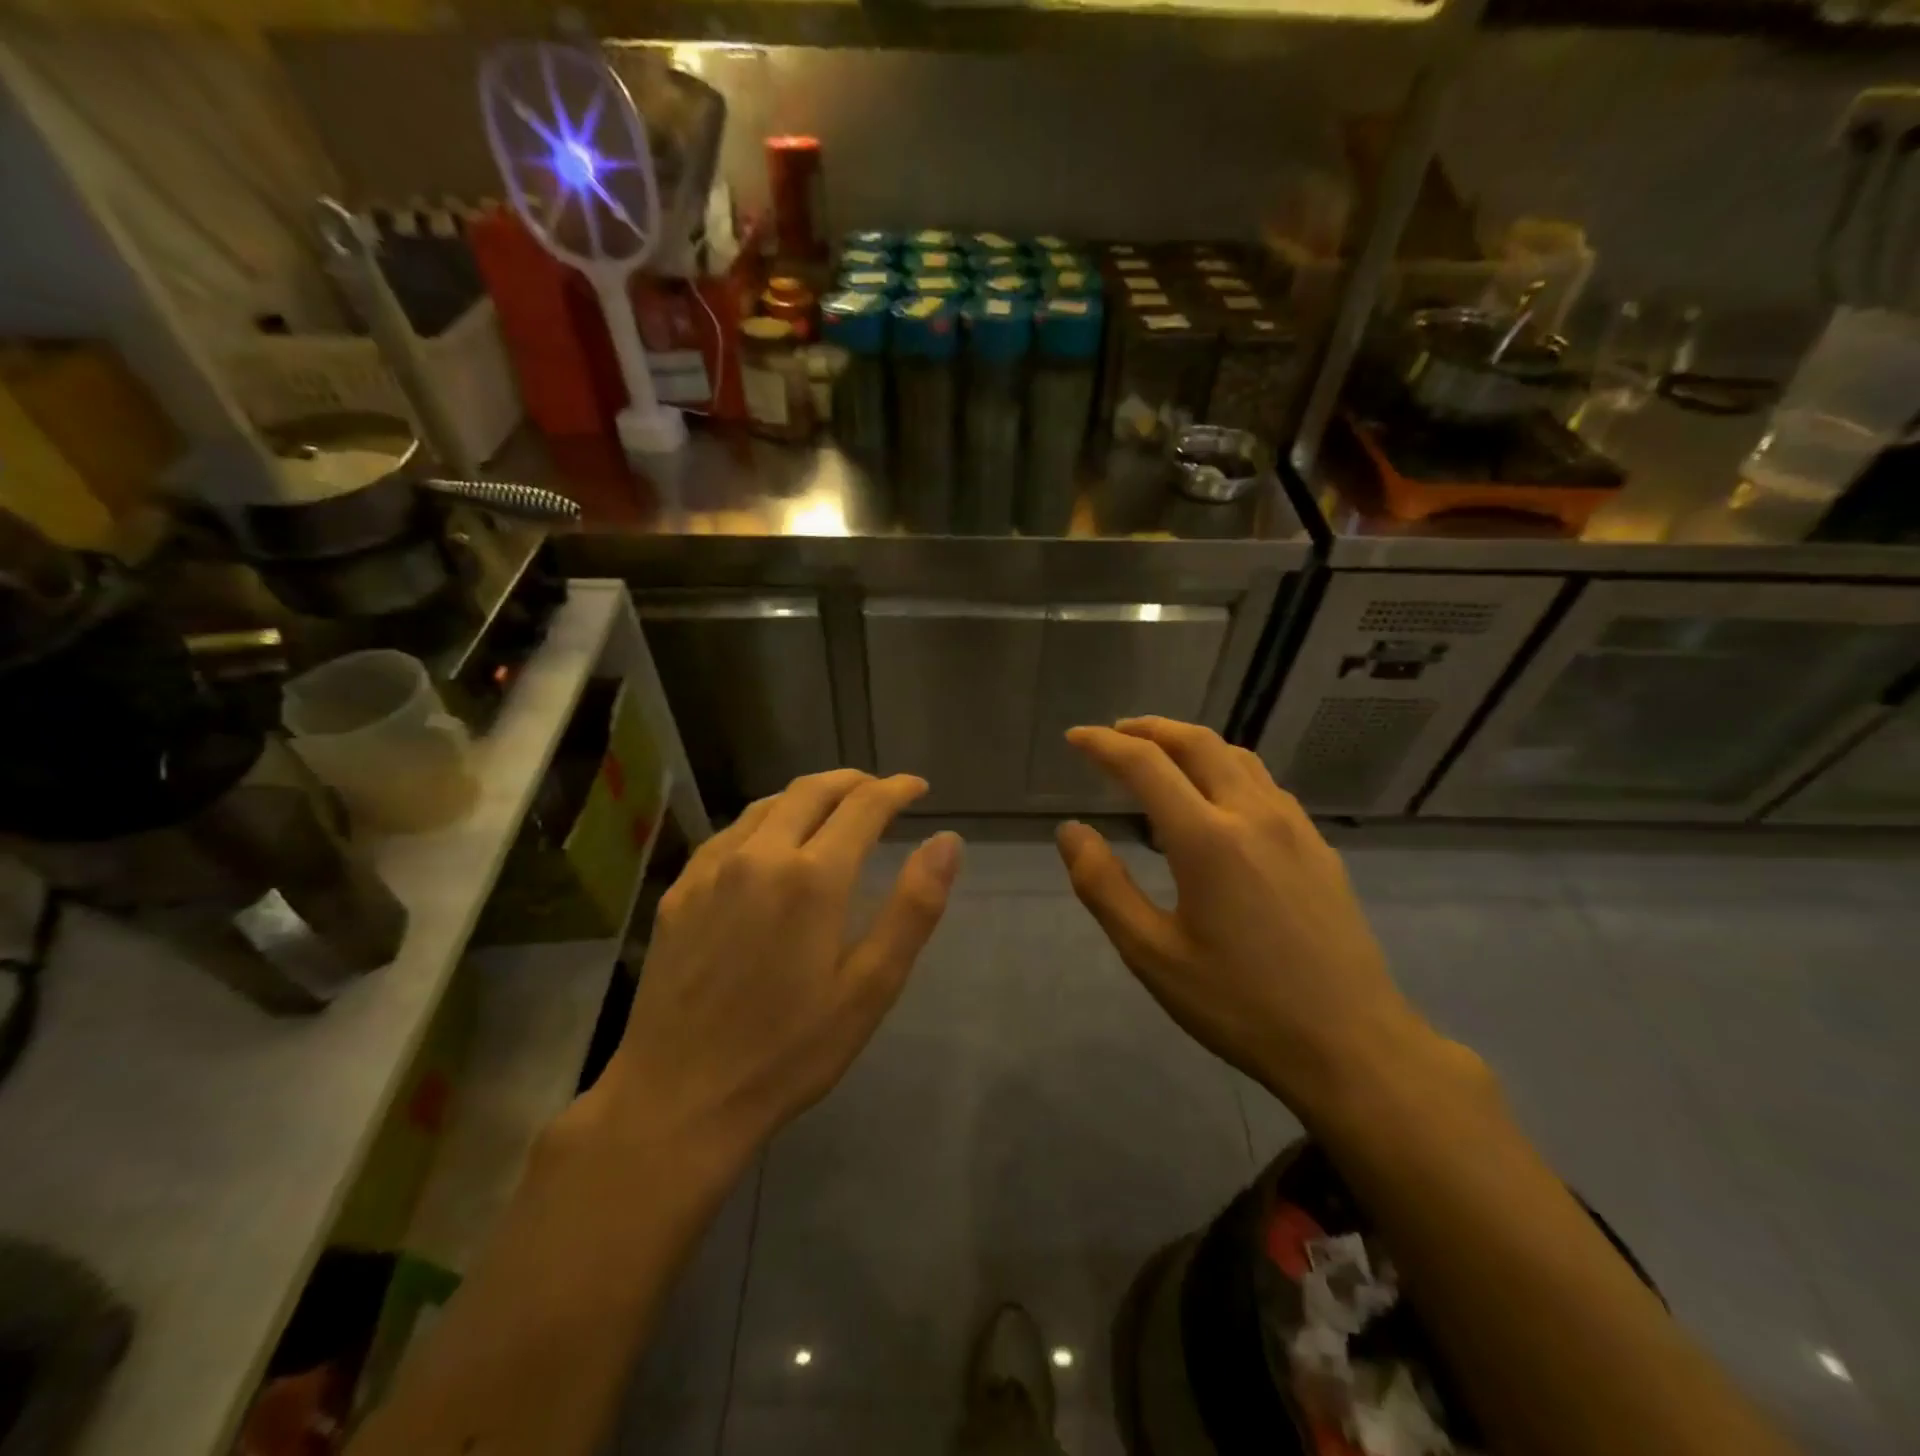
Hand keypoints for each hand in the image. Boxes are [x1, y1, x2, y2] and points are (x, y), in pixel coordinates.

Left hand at [593, 770, 961, 1167]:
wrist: (678, 1098)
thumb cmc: (789, 1051)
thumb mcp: (870, 988)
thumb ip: (914, 908)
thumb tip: (948, 841)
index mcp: (813, 877)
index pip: (864, 806)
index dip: (896, 789)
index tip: (918, 787)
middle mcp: (760, 855)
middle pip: (812, 791)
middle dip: (853, 782)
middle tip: (880, 790)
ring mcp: (712, 870)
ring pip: (767, 804)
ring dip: (808, 795)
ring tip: (832, 808)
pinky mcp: (680, 891)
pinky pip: (730, 833)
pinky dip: (764, 820)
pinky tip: (769, 843)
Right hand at [1057, 718, 1425, 1115]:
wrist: (1353, 1045)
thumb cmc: (1240, 1004)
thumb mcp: (1152, 954)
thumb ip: (1103, 886)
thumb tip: (1071, 831)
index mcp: (1207, 838)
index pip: (1145, 764)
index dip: (1103, 745)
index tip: (1075, 738)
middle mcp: (1253, 814)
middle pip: (1197, 743)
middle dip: (1149, 729)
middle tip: (1114, 735)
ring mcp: (1294, 827)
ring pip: (1237, 757)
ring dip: (1190, 744)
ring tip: (1160, 758)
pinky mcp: (1318, 846)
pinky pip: (1264, 785)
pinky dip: (1225, 770)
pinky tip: (1216, 802)